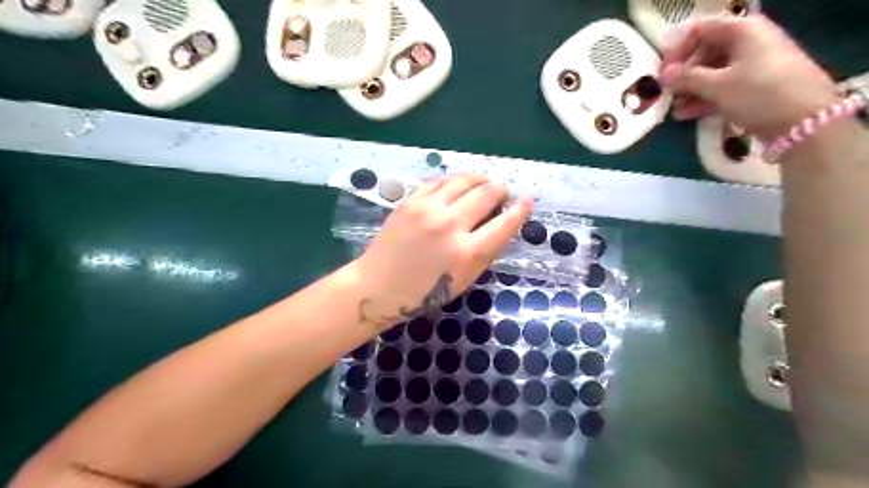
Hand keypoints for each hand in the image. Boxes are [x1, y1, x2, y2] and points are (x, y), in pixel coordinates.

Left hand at [350, 175, 529, 330]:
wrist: (378, 287)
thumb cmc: (423, 293)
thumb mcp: (463, 280)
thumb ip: (484, 252)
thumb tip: (500, 225)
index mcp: (467, 253)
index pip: (504, 224)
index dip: (520, 210)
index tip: (527, 201)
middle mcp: (450, 226)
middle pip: (486, 194)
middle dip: (501, 190)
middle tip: (503, 192)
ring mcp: (428, 210)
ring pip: (464, 181)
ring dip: (480, 179)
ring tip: (485, 182)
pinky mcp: (410, 202)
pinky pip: (439, 182)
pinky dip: (454, 181)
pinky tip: (458, 185)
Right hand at [664, 16, 837, 137]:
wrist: (804, 121)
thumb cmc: (758, 93)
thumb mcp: (717, 85)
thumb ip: (686, 78)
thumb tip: (664, 76)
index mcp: (742, 30)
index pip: (700, 30)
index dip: (677, 50)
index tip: (662, 73)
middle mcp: (748, 42)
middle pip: (705, 52)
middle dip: (683, 74)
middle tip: (667, 93)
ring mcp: (753, 65)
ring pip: (712, 73)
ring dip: (690, 90)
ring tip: (674, 109)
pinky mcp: (754, 86)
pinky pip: (722, 87)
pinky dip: (703, 98)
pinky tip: (685, 114)